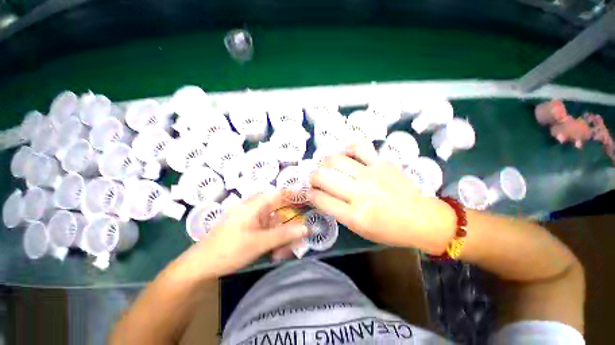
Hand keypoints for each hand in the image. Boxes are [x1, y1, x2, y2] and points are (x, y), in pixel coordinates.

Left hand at [182, 193, 307, 277]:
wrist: (201, 266)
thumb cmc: (229, 249)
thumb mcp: (259, 242)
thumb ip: (284, 234)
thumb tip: (306, 228)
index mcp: (255, 204)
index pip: (280, 194)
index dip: (294, 195)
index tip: (308, 201)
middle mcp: (255, 208)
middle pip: (279, 211)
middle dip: (289, 225)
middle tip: (298, 239)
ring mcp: (252, 219)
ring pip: (274, 223)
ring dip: (281, 236)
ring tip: (282, 253)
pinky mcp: (250, 228)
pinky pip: (267, 230)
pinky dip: (273, 240)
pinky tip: (274, 253)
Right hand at [307, 142, 455, 253]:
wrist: (423, 219)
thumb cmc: (390, 230)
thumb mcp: (360, 229)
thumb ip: (338, 211)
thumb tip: (321, 196)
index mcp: (355, 216)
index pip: (320, 199)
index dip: (310, 194)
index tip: (310, 193)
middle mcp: (360, 193)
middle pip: (323, 176)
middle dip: (312, 177)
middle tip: (315, 179)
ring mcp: (371, 174)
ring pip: (336, 160)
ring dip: (325, 163)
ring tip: (327, 167)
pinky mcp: (382, 163)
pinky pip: (359, 147)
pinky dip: (347, 148)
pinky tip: (345, 154)